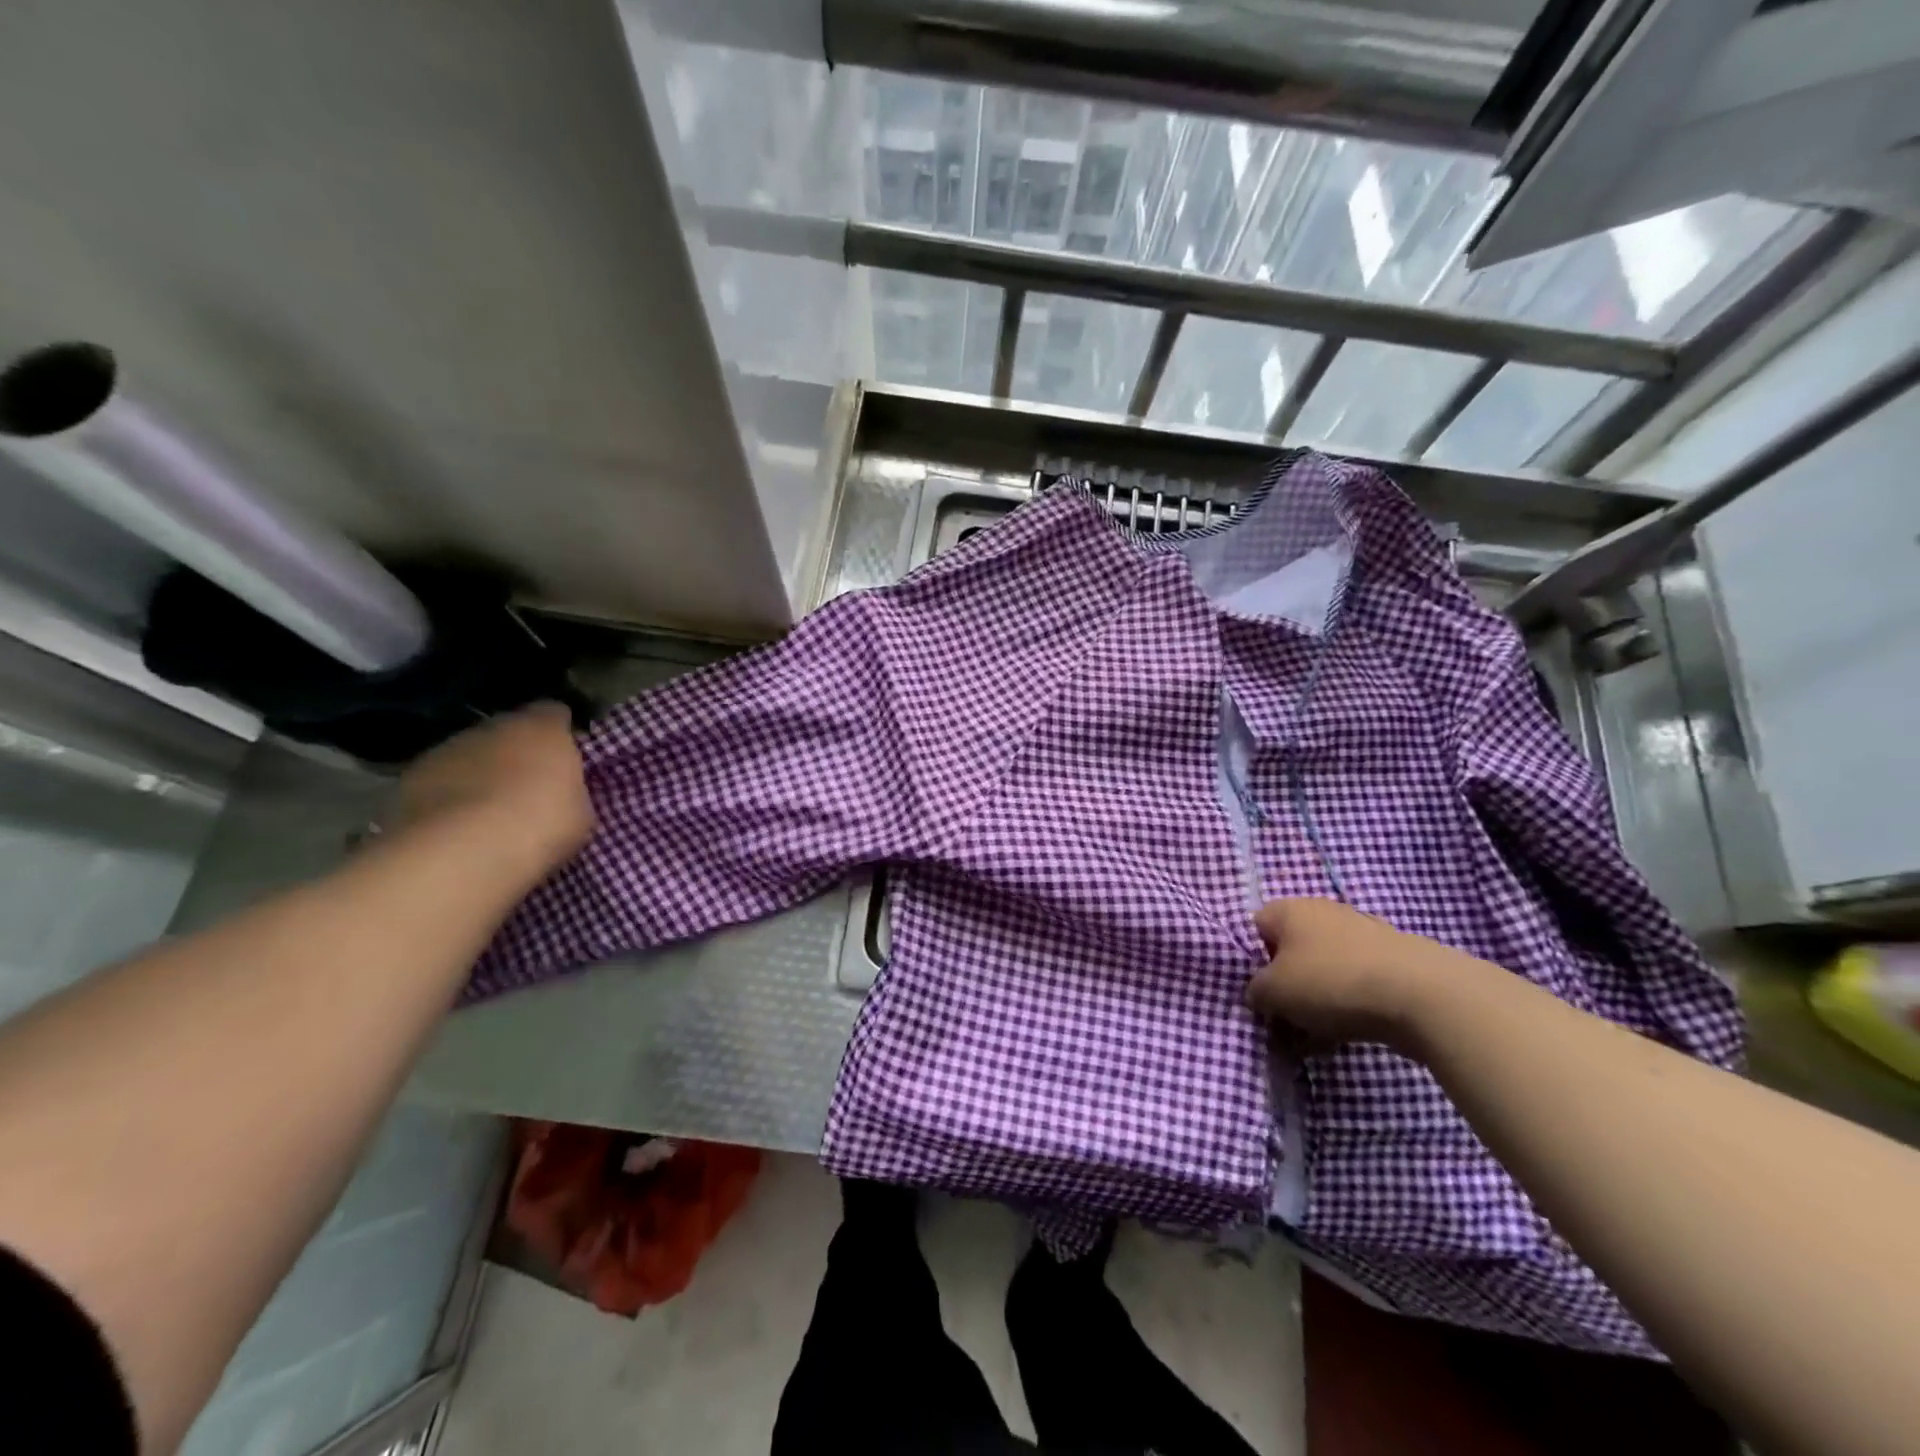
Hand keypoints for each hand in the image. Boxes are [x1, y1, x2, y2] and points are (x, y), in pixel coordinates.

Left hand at [391, 703, 592, 879]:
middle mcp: (491, 728)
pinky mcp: (408, 780)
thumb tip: (562, 791)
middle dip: (516, 754)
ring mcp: (445, 751)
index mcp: (541, 728)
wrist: (462, 855)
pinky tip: (457, 827)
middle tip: (528, 788)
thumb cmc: (540, 826)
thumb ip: (571, 789)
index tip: (566, 756)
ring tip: (488, 813)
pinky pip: (439, 783)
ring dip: (479, 774)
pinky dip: (448, 797)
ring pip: (469, 756)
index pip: (554, 713)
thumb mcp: (581, 812)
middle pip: (507, 732)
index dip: (560, 732)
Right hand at [1247, 899, 1464, 1051]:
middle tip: (1286, 1020)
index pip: (1256, 928)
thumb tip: (1260, 993)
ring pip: (1325, 969)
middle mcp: (1324, 911)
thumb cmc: (1332, 983)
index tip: (1261, 994)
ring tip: (1319, 1036)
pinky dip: (1350, 1004)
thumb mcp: (1273, 992)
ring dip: (1317, 999)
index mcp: (1290, 909)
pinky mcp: (1394, 959)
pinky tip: (1351, 1033)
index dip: (1253, 962)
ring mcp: (1363, 933)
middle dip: (1287, 985)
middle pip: (1292, 950)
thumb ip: (1255, 991)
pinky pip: (1357, 982)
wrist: (1424, 996)